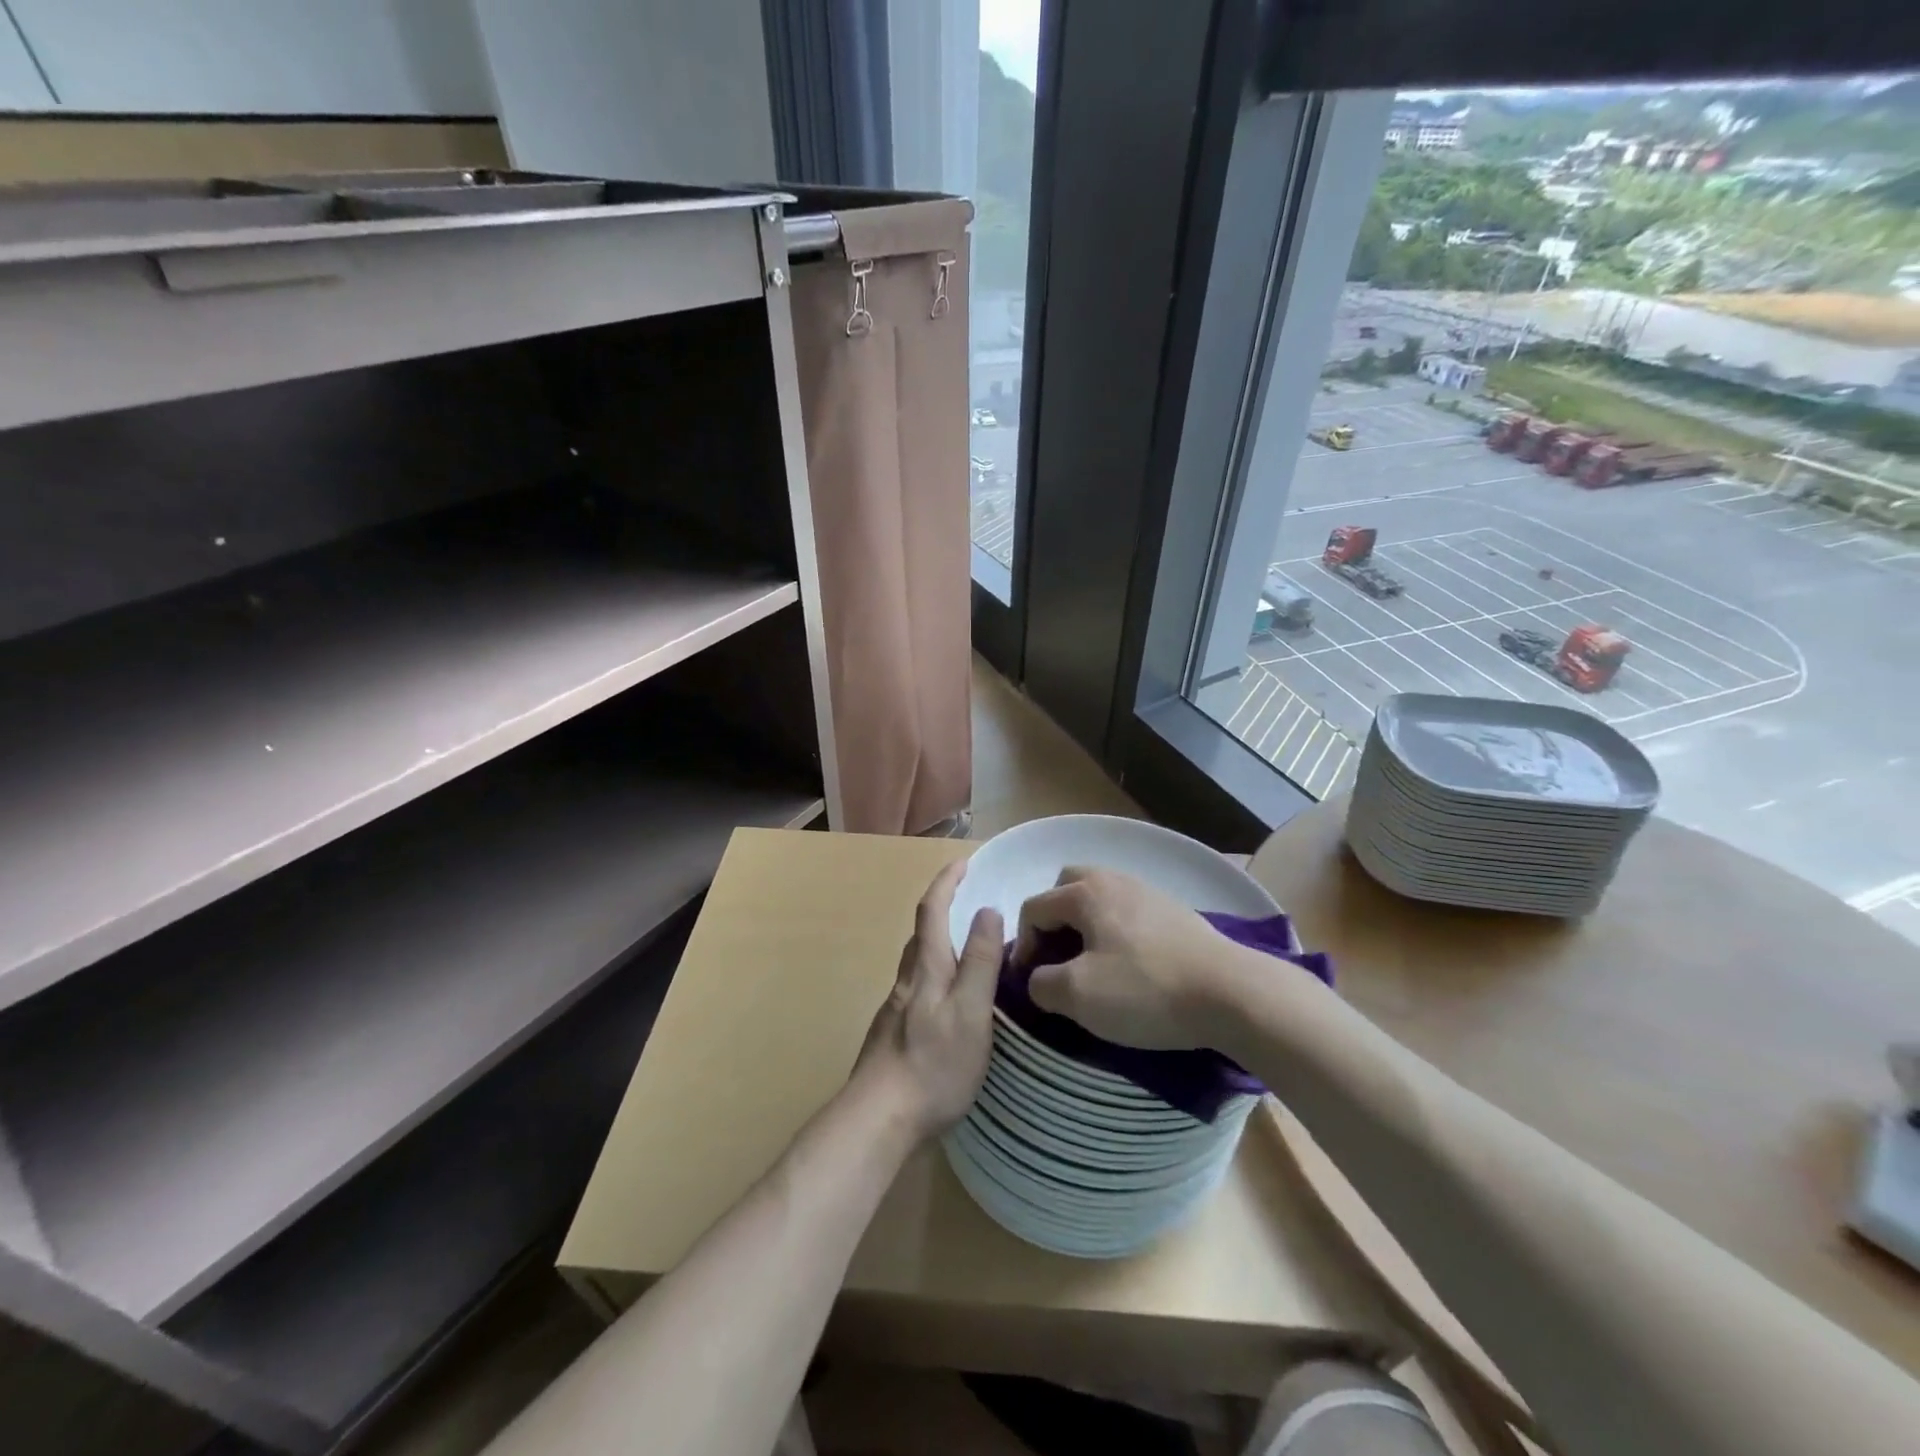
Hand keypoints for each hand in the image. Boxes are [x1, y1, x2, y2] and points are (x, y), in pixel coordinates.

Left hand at [851, 860, 1004, 1140]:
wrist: (878, 1119)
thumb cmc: (933, 1064)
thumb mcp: (971, 1011)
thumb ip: (981, 962)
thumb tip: (988, 910)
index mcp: (926, 968)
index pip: (933, 909)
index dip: (946, 881)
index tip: (963, 861)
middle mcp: (907, 981)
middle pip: (922, 933)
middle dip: (942, 909)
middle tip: (971, 904)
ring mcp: (896, 1009)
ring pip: (919, 963)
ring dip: (940, 944)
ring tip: (969, 953)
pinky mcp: (894, 1035)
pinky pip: (919, 990)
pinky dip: (937, 977)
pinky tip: (951, 1004)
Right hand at [1015, 867, 1240, 1049]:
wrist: (1231, 993)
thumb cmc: (1145, 989)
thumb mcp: (1077, 995)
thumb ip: (1041, 983)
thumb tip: (1039, 979)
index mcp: (1085, 892)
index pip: (1034, 908)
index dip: (1022, 945)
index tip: (1030, 983)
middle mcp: (1115, 880)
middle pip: (1067, 887)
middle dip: (1054, 919)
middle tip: (1058, 957)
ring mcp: (1149, 892)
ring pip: (1101, 898)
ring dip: (1086, 926)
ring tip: (1092, 964)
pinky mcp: (1176, 912)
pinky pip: (1129, 913)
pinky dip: (1117, 932)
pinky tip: (1131, 966)